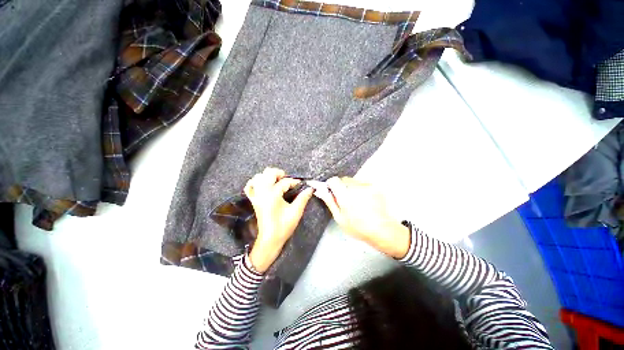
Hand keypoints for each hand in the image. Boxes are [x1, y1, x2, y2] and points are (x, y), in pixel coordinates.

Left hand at [244, 168, 314, 271]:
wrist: (270, 239)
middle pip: (268, 173)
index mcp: (272, 195)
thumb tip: (310, 188)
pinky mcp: (253, 200)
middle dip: (279, 174)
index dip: (294, 182)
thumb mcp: (296, 211)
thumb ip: (303, 198)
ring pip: (258, 177)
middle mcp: (262, 192)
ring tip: (277, 181)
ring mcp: (256, 195)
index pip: (285, 182)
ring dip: (268, 176)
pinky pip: (250, 186)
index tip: (301, 184)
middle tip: (287, 180)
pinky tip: (263, 185)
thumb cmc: (283, 226)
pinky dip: (256, 182)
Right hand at [311, 177, 409, 258]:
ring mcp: (366, 186)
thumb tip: (320, 190)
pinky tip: (364, 201)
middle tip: (345, 201)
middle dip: (341, 187)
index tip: (332, 192)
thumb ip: (329, 201)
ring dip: (351, 188)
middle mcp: (355, 187)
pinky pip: (362, 184)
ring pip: (353, 181)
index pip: (333, 180)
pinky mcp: (374, 187)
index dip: (331, 185)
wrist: (381, 229)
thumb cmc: (358, 227)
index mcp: (345, 195)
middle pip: (343, 180)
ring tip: (356, 202)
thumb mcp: (339, 217)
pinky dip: (360, 189)